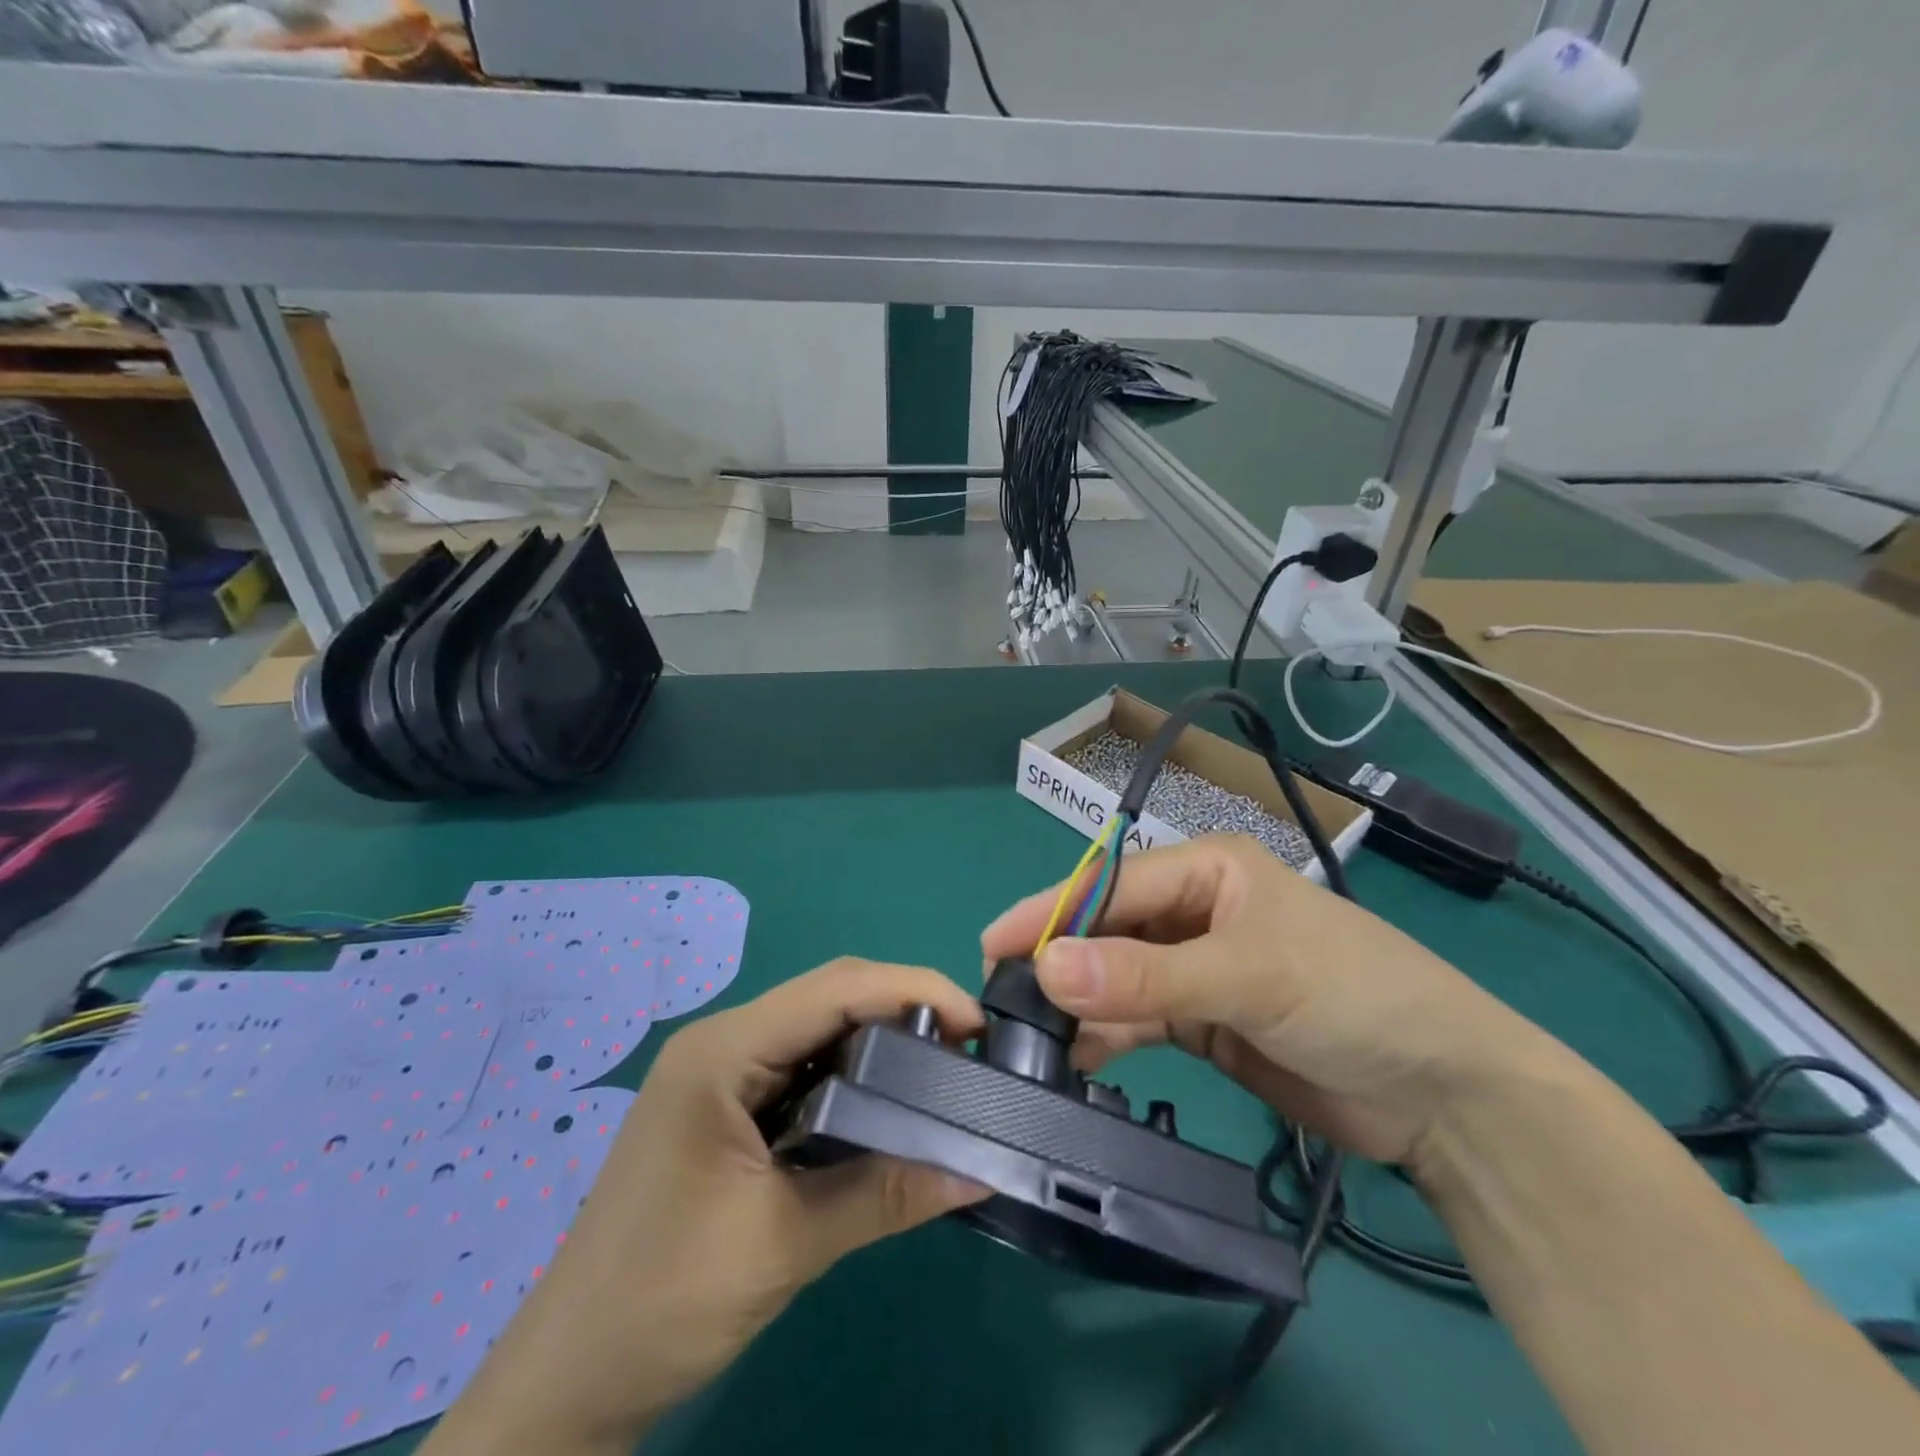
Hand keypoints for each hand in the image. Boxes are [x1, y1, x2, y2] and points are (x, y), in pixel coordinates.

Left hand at [423, 959, 986, 1455]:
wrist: (567, 1383)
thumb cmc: (663, 1302)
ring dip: (879, 1041)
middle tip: (967, 1049)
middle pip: (829, 997)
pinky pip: (800, 1068)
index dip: (913, 991)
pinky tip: (885, 1104)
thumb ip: (884, 1194)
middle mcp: (721, 1043)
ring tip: (940, 1070)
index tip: (976, 1024)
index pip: (836, 989)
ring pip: (817, 1030)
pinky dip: (851, 1075)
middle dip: (903, 1010)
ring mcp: (719, 1074)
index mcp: (723, 1051)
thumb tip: (978, 1170)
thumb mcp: (785, 1243)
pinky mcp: (725, 1107)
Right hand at [981, 835, 1553, 1167]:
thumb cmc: (1351, 996)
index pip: (1112, 885)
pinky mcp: (1203, 1021)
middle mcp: (1194, 911)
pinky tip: (1076, 1058)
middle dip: (1059, 960)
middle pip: (1108, 930)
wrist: (1442, 1093)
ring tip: (1028, 1037)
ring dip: (1079, 1004)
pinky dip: (1107, 1037)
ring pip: (1118, 978)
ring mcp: (1196, 968)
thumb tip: (1045, 968)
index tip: (993, 945)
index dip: (1051, 913)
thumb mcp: (1247, 975)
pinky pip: (1138, 1020)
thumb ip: (1144, 976)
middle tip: (1000, 998)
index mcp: (1207, 869)